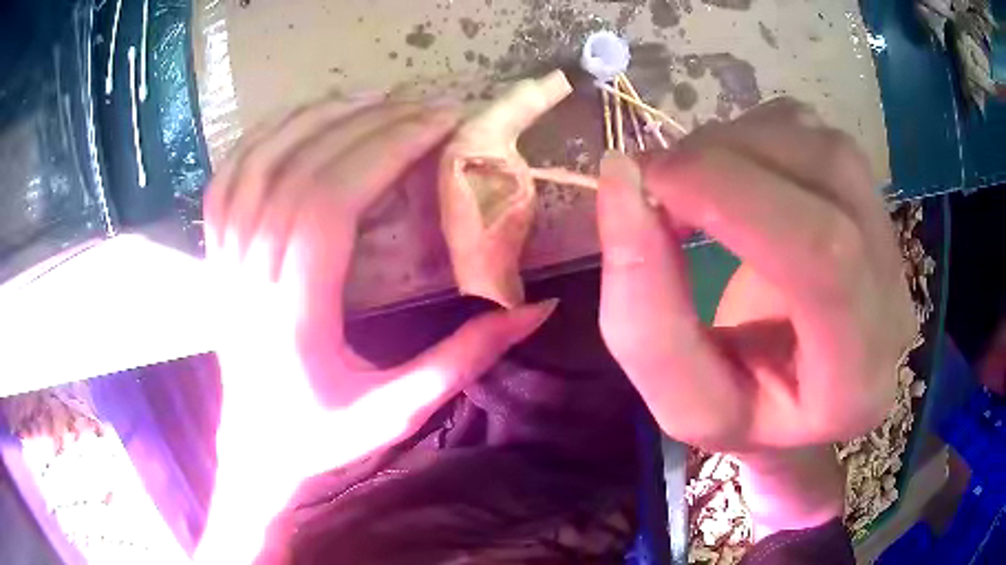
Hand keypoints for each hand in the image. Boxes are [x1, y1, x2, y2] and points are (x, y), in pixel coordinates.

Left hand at [198, 97, 555, 562]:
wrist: (255, 452)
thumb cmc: (321, 438)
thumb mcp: (398, 411)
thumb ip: (465, 359)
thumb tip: (535, 309)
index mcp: (292, 314)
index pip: (329, 204)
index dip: (384, 150)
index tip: (437, 124)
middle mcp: (249, 276)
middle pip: (299, 171)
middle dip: (365, 125)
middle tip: (420, 106)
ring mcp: (224, 261)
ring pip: (257, 164)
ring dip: (313, 118)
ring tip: (367, 98)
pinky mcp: (215, 258)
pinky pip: (227, 180)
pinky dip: (261, 138)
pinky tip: (297, 119)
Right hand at [597, 98, 915, 452]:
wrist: (797, 390)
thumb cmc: (744, 409)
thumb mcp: (682, 400)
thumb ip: (645, 313)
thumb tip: (622, 181)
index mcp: (857, 376)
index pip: (826, 258)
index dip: (735, 196)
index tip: (651, 182)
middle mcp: (892, 298)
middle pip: (827, 176)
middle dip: (725, 159)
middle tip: (655, 179)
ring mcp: (888, 238)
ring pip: (819, 142)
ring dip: (735, 144)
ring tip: (690, 182)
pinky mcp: (869, 198)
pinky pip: (811, 131)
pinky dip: (751, 134)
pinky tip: (730, 174)